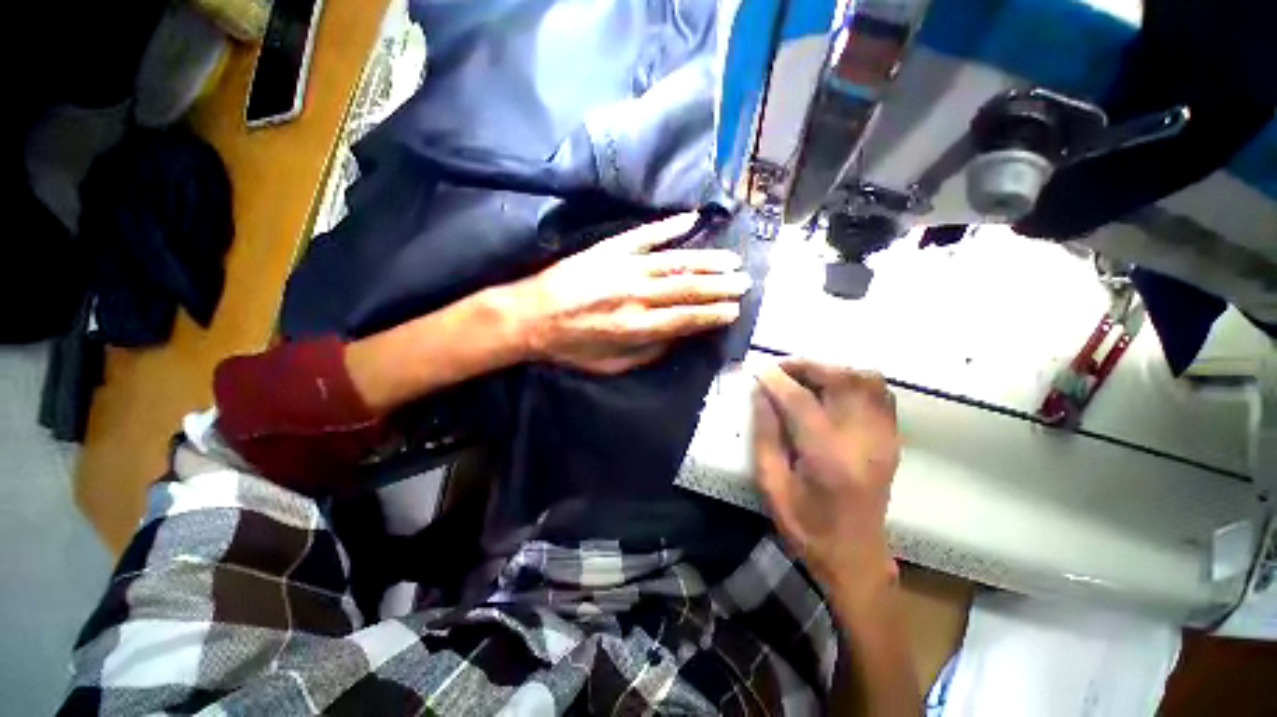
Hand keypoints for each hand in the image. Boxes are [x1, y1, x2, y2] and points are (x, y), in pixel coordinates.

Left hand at [509, 213, 749, 373]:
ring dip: (707, 261)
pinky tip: (690, 220)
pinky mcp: (609, 249)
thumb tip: (676, 336)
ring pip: (675, 261)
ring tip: (732, 261)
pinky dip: (669, 226)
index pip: (686, 319)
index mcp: (635, 327)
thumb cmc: (570, 346)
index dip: (713, 315)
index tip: (734, 310)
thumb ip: (648, 351)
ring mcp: (623, 267)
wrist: (529, 316)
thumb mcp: (610, 364)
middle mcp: (635, 295)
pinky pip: (645, 234)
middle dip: (720, 286)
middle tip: (744, 283)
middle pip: (688, 288)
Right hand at [752, 360, 900, 595]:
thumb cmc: (806, 526)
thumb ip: (765, 434)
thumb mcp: (771, 485)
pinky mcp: (892, 440)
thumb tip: (761, 393)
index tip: (758, 370)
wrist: (856, 557)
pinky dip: (854, 381)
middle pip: (842, 380)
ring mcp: (884, 439)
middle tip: (780, 369)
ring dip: (832, 370)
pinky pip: (880, 393)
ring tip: (805, 377)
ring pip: (867, 380)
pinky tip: (831, 391)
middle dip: (806, 365)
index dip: (777, 380)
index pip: (802, 402)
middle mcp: (864, 442)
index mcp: (828, 459)